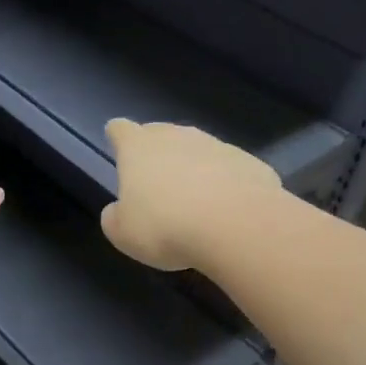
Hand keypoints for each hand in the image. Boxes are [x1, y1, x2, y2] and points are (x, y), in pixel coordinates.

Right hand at [100, 119, 280, 271]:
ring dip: (193, 168)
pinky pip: (229, 171)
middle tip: (154, 180)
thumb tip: (119, 210)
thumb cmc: (166, 227)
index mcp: (139, 148)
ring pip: (198, 151)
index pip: (121, 130)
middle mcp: (178, 137)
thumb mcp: (122, 234)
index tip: (117, 144)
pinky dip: (225, 185)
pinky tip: (226, 211)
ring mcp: (218, 147)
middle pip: (161, 134)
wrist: (238, 227)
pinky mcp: (251, 163)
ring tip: (193, 202)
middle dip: (156, 152)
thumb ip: (115, 217)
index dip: (117, 137)